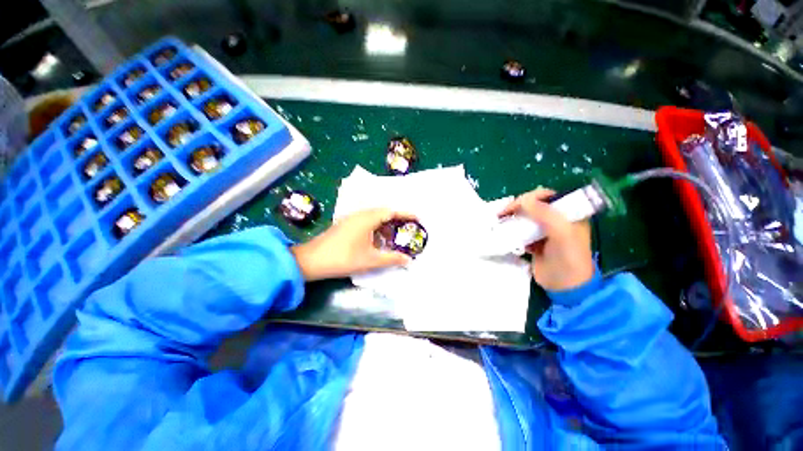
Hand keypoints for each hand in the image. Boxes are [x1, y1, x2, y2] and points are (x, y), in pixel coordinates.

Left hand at [291, 209, 414, 280]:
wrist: (311, 261)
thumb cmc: (343, 258)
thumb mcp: (370, 260)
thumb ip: (392, 259)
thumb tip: (409, 260)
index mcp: (367, 218)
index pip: (391, 211)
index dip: (406, 214)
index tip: (418, 218)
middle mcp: (360, 214)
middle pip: (383, 212)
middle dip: (397, 220)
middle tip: (408, 229)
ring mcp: (351, 219)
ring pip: (374, 217)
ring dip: (386, 225)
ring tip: (395, 236)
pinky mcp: (346, 225)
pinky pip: (366, 222)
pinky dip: (376, 228)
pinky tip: (378, 240)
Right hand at [499, 188, 594, 290]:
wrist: (564, 286)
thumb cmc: (567, 258)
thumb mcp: (561, 233)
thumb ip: (545, 214)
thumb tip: (523, 200)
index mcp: (569, 214)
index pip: (548, 196)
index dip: (531, 197)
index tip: (515, 205)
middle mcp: (557, 220)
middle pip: (534, 206)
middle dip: (518, 207)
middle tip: (503, 214)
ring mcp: (545, 231)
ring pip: (526, 218)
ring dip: (513, 219)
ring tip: (500, 222)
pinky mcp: (535, 242)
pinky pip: (521, 231)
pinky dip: (513, 231)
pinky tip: (508, 234)